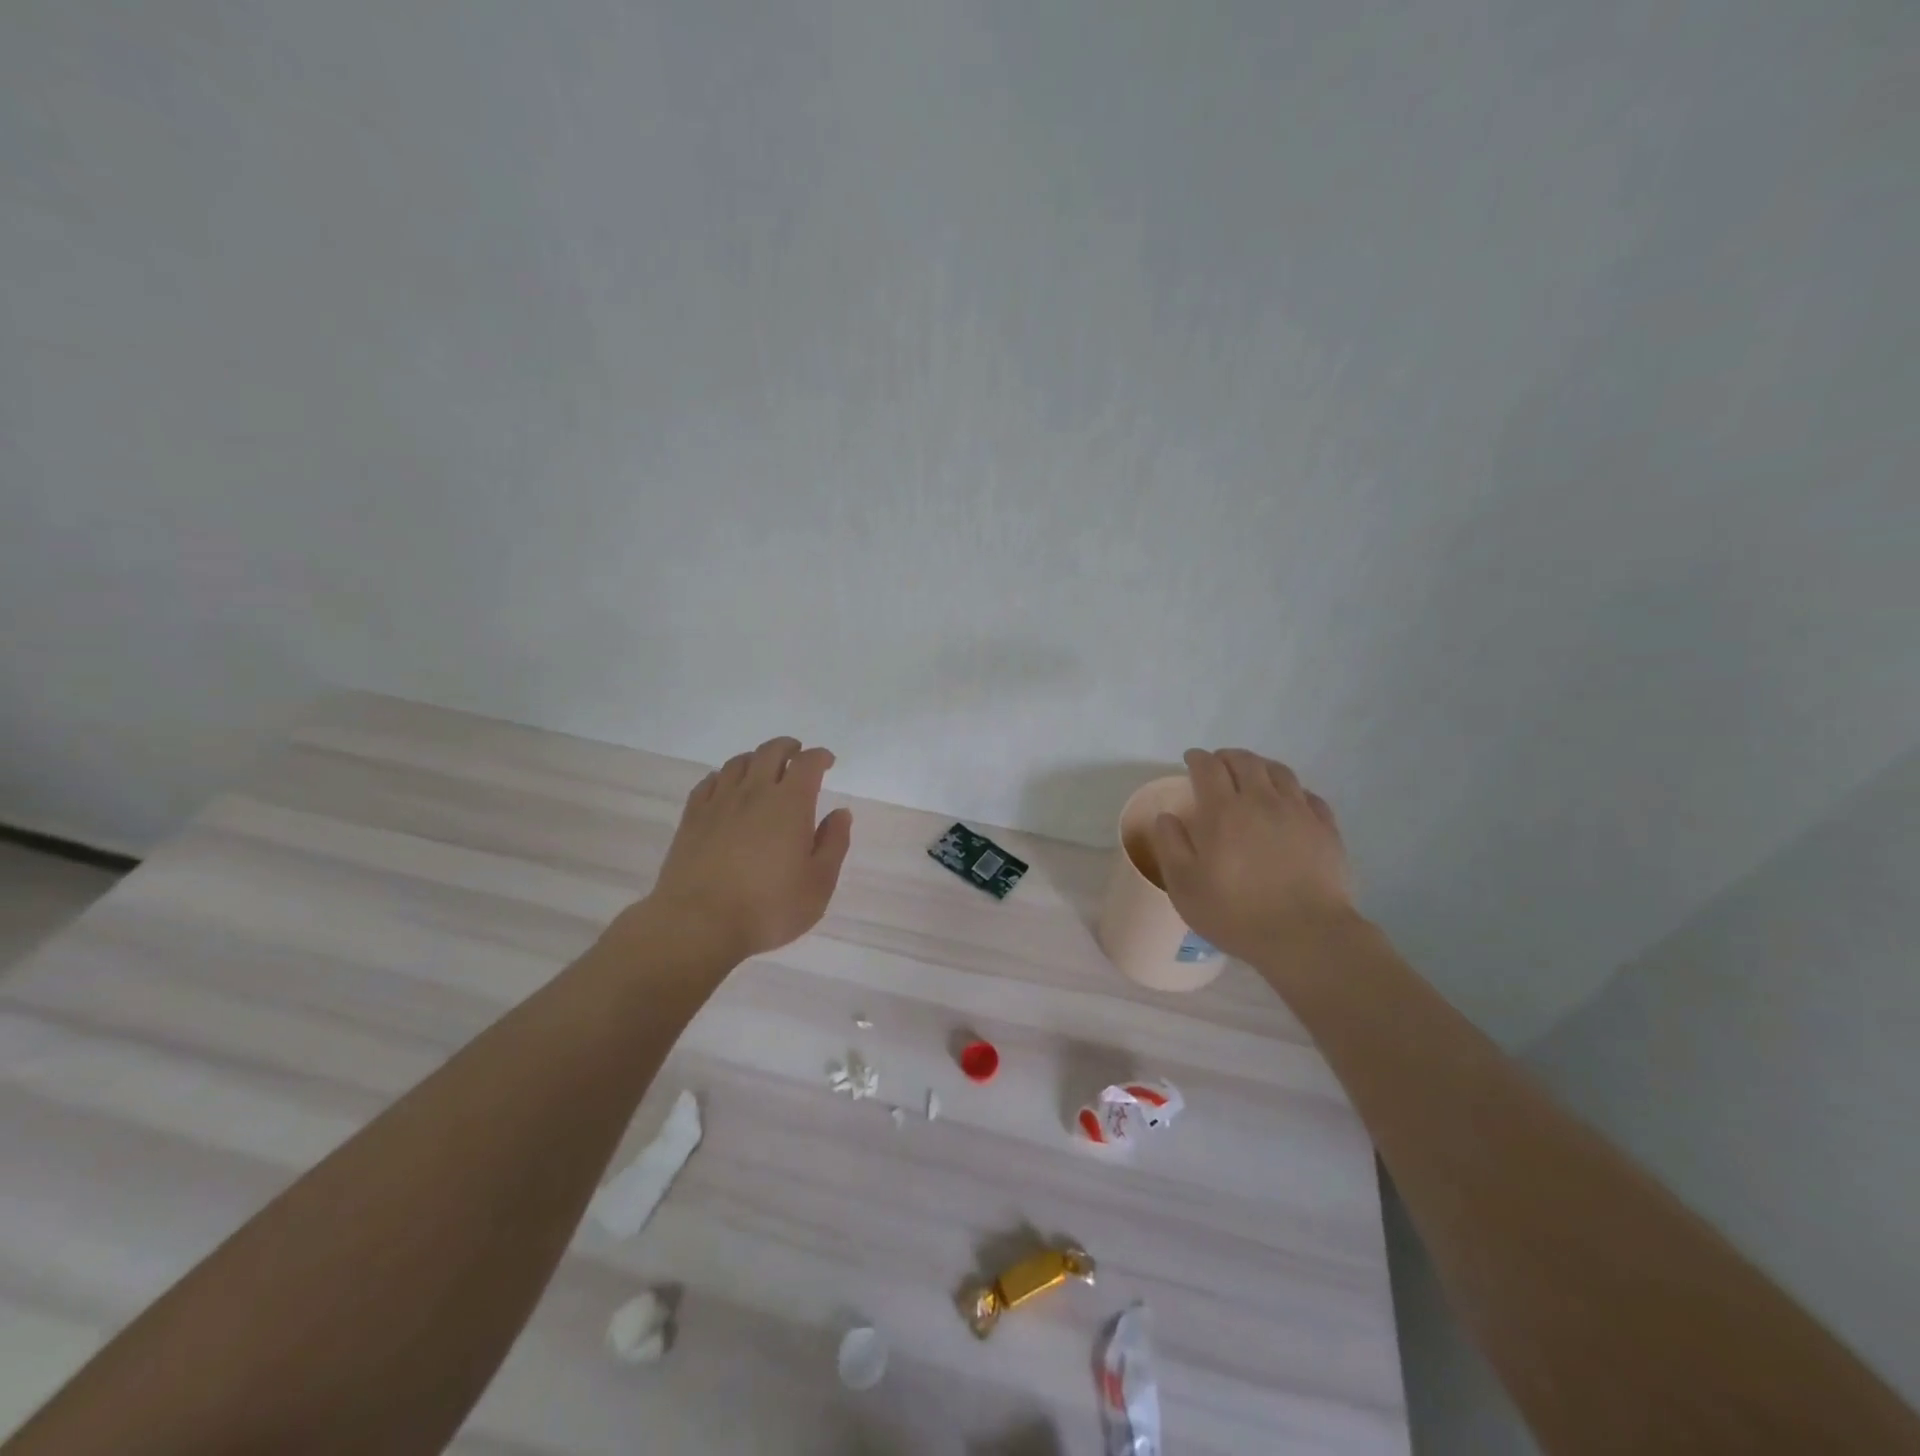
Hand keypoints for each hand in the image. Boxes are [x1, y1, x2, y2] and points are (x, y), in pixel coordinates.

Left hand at [645, 737, 852, 960]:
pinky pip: (708, 782)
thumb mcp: (818, 884)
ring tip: (763, 769)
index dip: (819, 757)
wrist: (698, 924)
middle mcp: (754, 793)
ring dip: (756, 759)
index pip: (807, 763)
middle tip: (797, 755)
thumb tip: (840, 813)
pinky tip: (725, 788)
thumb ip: (833, 844)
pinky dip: (723, 777)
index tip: (827, 762)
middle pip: (770, 752)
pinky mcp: (691, 818)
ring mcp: (718, 803)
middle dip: (788, 748)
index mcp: (790, 804)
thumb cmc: (769, 908)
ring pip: (737, 763)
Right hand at [1150, 748, 1356, 961]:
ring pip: (1279, 772)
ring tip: (1252, 775)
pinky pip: (1309, 796)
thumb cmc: (1235, 913)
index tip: (1190, 760)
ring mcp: (1298, 812)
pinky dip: (1293, 790)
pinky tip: (1289, 801)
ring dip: (1260, 766)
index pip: (1208, 767)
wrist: (1306, 936)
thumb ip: (1170, 845)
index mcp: (1223, 811)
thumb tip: (1167, 817)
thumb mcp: (1184, 886)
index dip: (1197, 758)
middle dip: (1227, 757)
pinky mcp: (1326, 829)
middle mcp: (1261, 801)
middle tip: (1218, 764)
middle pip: (1245, 761)